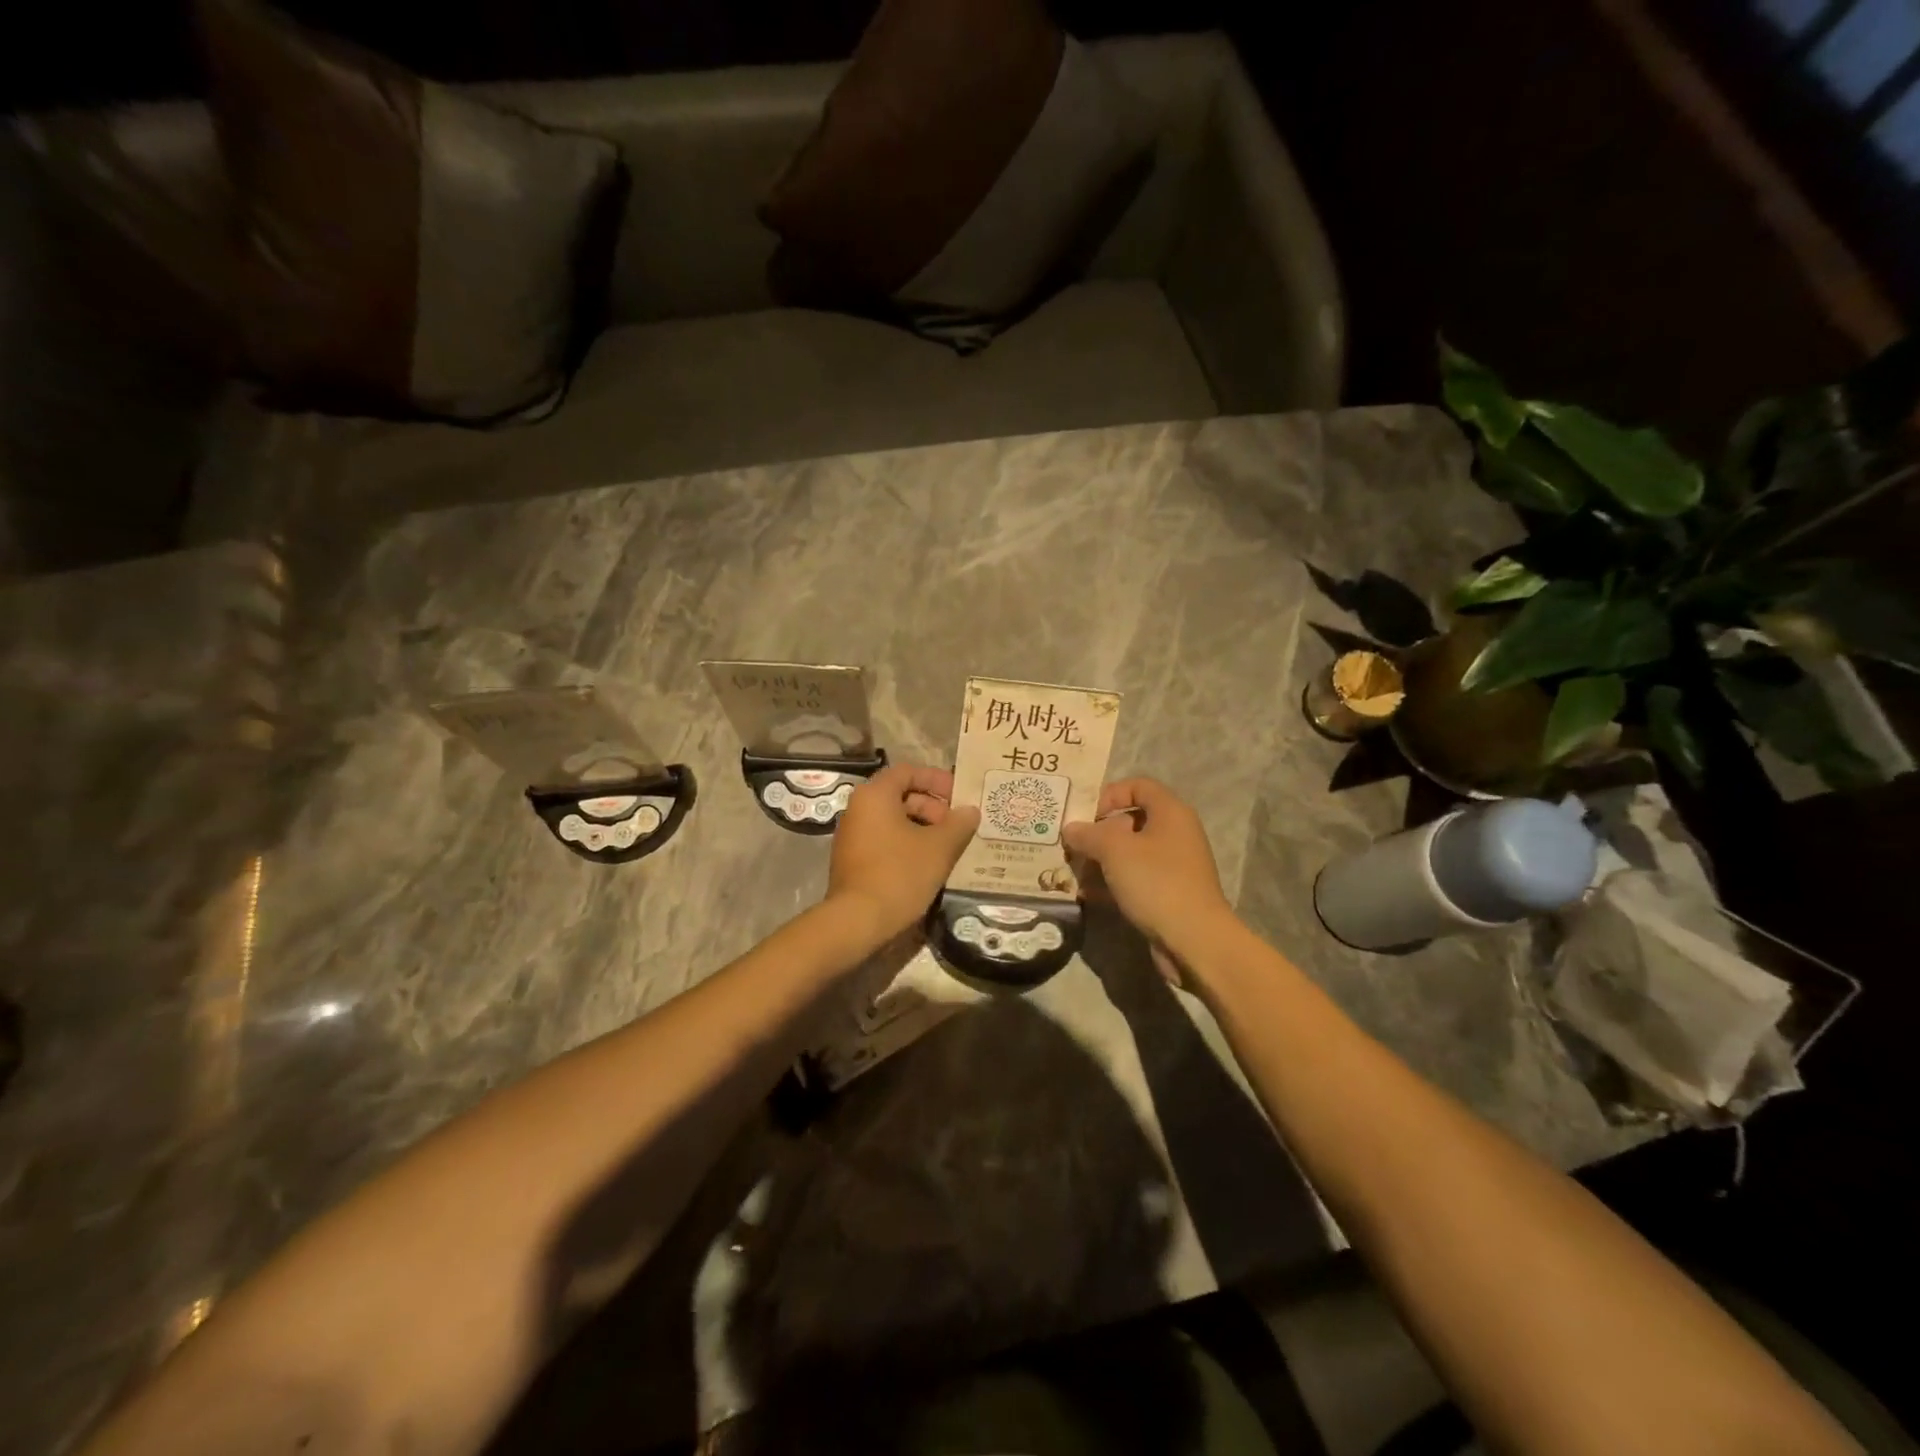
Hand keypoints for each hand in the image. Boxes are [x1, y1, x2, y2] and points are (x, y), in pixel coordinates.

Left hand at [827, 763, 979, 945]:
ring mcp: (852, 836)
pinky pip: (884, 840)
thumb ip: (958, 824)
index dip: (937, 779)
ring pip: (893, 820)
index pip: (908, 771)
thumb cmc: (899, 874)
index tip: (960, 796)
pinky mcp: (852, 860)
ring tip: (948, 847)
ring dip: (923, 828)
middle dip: (933, 807)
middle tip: (956, 826)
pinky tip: (928, 864)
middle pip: (900, 795)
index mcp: (875, 795)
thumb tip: (971, 811)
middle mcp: (858, 809)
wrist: (857, 921)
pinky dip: (907, 844)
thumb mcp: (939, 847)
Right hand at [1062, 778, 1233, 950]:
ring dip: (1100, 859)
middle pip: (1131, 820)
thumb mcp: (1114, 850)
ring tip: (1073, 871)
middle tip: (1072, 844)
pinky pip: (1134, 878)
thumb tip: (1070, 828)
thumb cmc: (1156, 882)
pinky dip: (1112, 882)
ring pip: (1130, 852)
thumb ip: (1088, 834)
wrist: (1194, 940)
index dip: (1110, 794)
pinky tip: (1087, 894)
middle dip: (1098, 831)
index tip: (1086, 814)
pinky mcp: (1167, 893)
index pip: (1139, 786)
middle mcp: (1175, 834)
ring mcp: (1173, 866)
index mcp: (1170, 813)